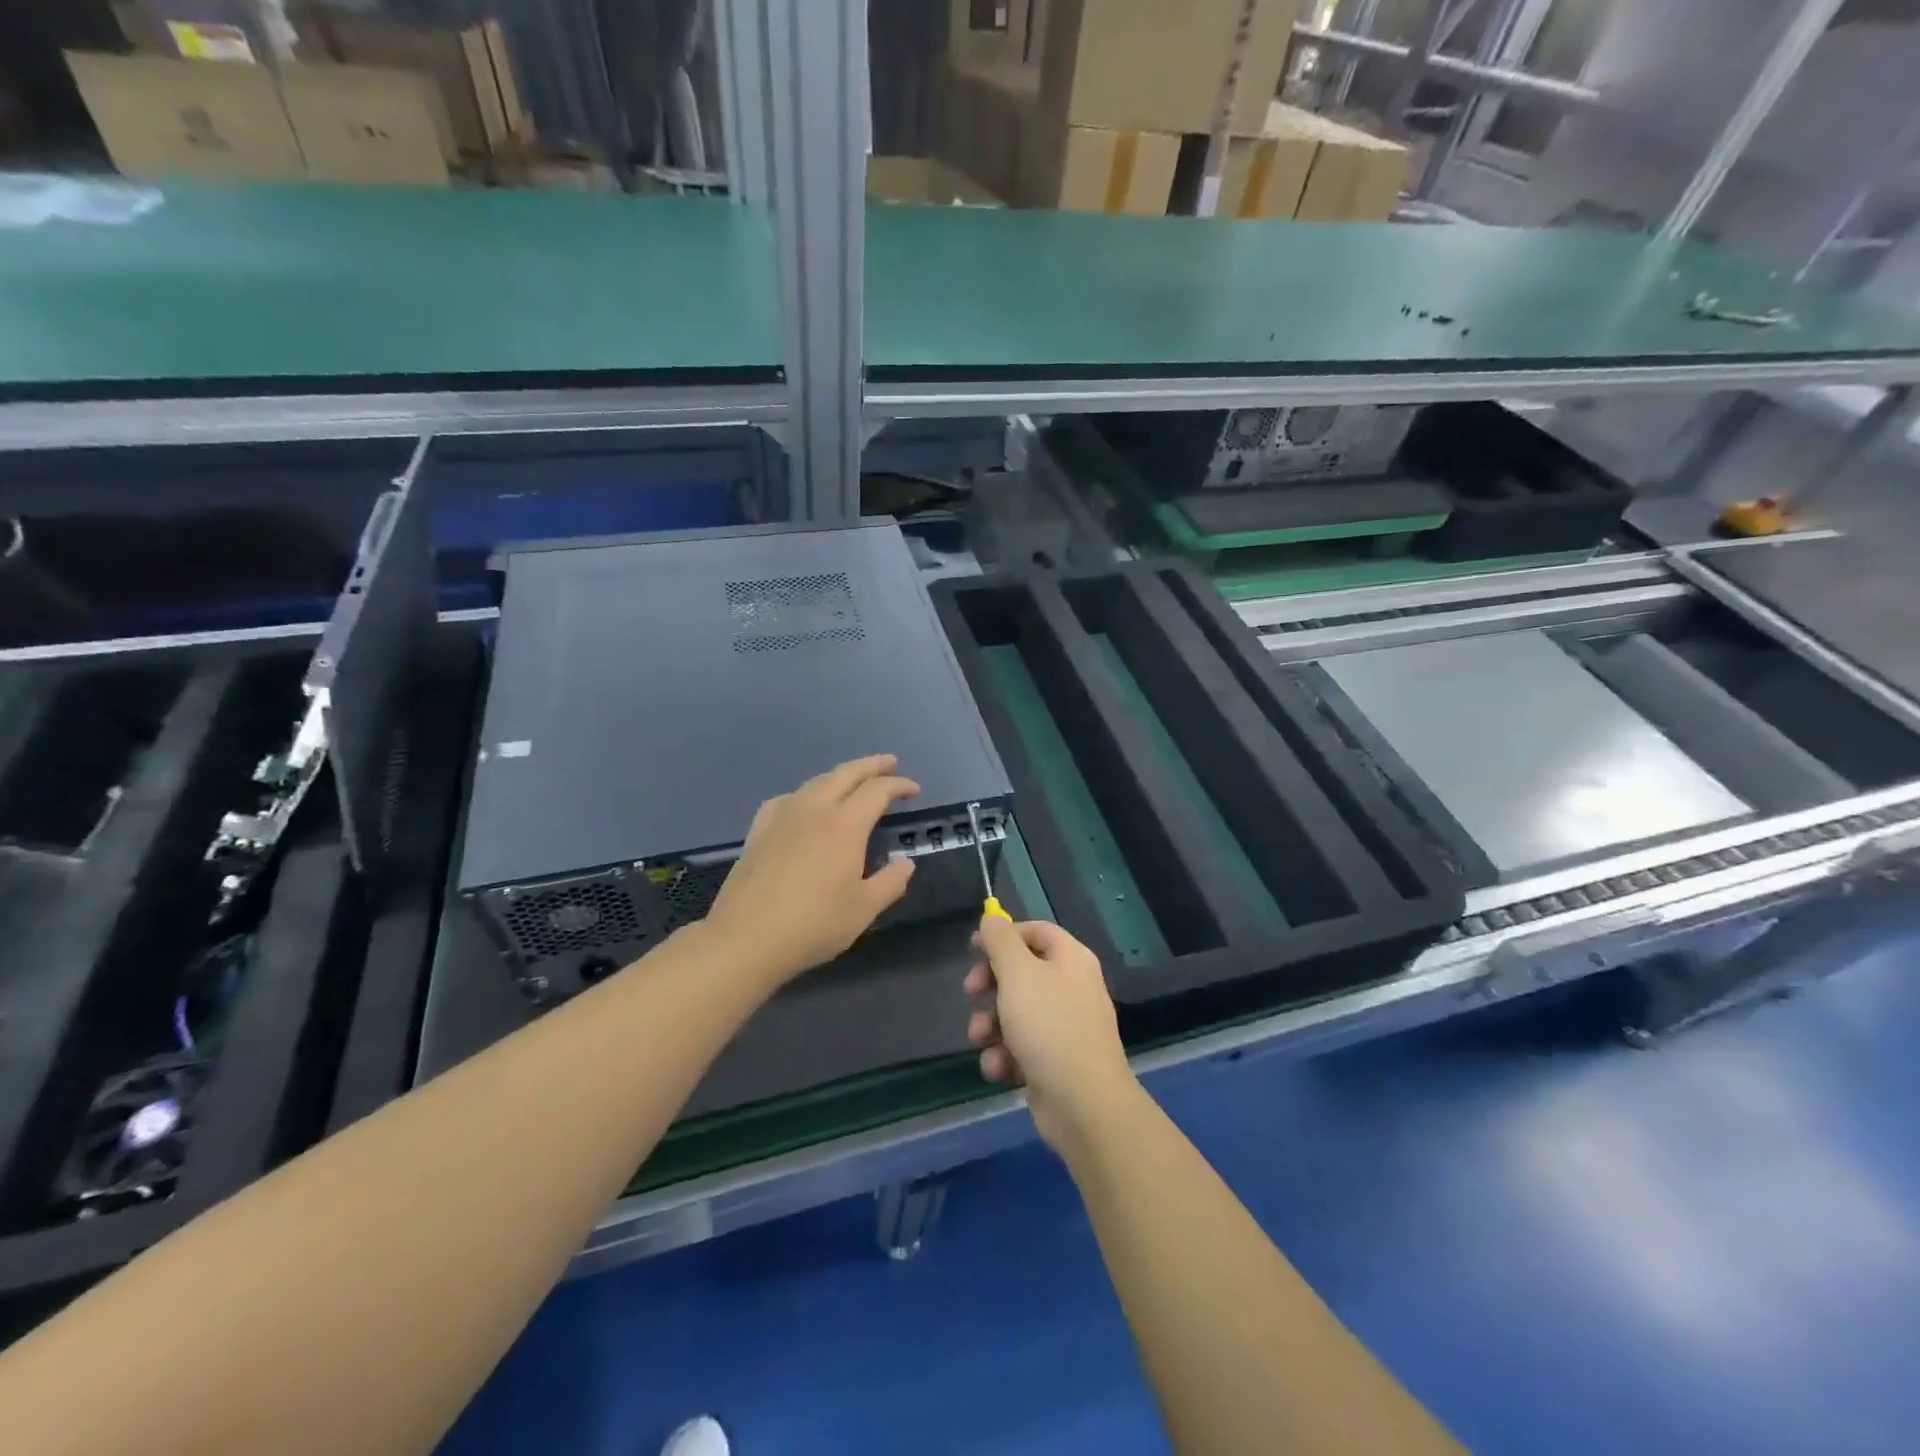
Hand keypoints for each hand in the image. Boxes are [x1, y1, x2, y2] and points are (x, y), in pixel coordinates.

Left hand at [703, 755, 919, 986]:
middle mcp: (815, 809)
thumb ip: (891, 882)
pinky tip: (804, 806)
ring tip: (853, 781)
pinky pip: (788, 798)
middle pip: (847, 773)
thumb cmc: (814, 925)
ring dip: (841, 775)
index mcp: (846, 825)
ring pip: (817, 781)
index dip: (899, 785)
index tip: (914, 790)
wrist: (747, 938)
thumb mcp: (864, 909)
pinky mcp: (759, 830)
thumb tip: (906, 863)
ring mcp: (783, 816)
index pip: (878, 791)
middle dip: (872, 765)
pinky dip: (807, 793)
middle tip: (890, 763)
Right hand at [965, 917, 1135, 1151]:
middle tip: (970, 991)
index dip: (1003, 935)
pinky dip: (1005, 1054)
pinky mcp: (1056, 1061)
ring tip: (980, 1038)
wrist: (1084, 1104)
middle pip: (1022, 971)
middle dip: (990, 984)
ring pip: (1016, 1012)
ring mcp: (1066, 1026)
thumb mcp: (1018, 973)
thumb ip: (1001, 941)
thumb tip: (992, 916)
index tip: (973, 947)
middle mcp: (1071, 987)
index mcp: (1071, 959)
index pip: (1035, 931)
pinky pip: (1022, 1046)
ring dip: (990, 1024)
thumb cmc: (1049, 1026)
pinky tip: (998, 1068)